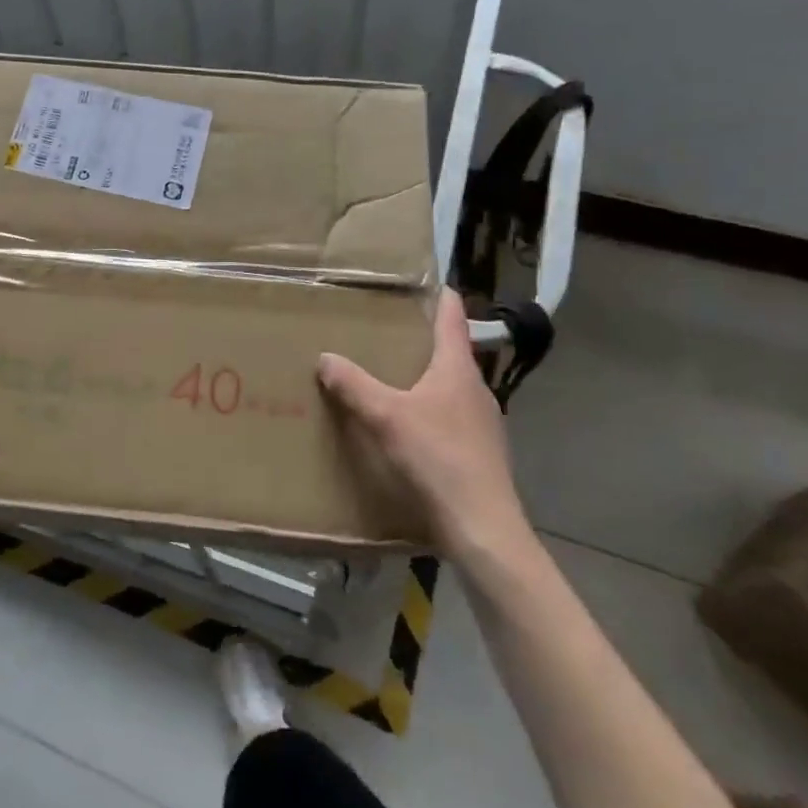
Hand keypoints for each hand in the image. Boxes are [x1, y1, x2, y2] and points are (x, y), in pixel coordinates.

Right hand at [317, 289, 532, 563]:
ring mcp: (482, 423)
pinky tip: (406, 429)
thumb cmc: (437, 458)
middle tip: (386, 332)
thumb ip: (354, 385)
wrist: (482, 527)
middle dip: (422, 341)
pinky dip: (429, 412)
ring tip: (389, 380)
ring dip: (424, 379)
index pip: (453, 319)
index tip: (430, 280)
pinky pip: (450, 418)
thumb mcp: (386, 416)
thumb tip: (325, 357)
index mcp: (457, 369)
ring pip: (450, 388)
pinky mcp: (479, 452)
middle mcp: (475, 389)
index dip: (442, 297)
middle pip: (450, 353)